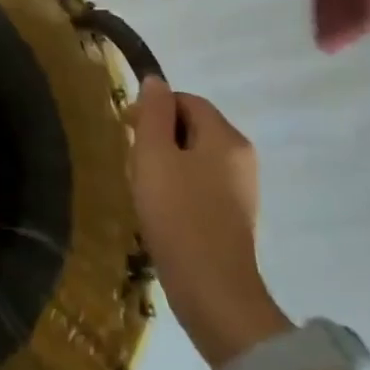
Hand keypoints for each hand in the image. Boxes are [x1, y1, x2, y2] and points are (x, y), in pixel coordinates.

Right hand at [129, 77, 290, 368]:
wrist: (212, 288)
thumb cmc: (177, 214)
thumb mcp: (154, 156)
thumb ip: (153, 114)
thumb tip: (155, 81)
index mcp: (226, 137)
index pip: (187, 100)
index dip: (154, 108)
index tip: (127, 131)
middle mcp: (242, 156)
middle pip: (194, 127)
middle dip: (159, 135)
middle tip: (132, 159)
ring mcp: (242, 188)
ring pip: (197, 156)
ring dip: (167, 162)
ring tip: (143, 185)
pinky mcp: (235, 214)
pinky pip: (203, 182)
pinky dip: (179, 185)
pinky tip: (161, 208)